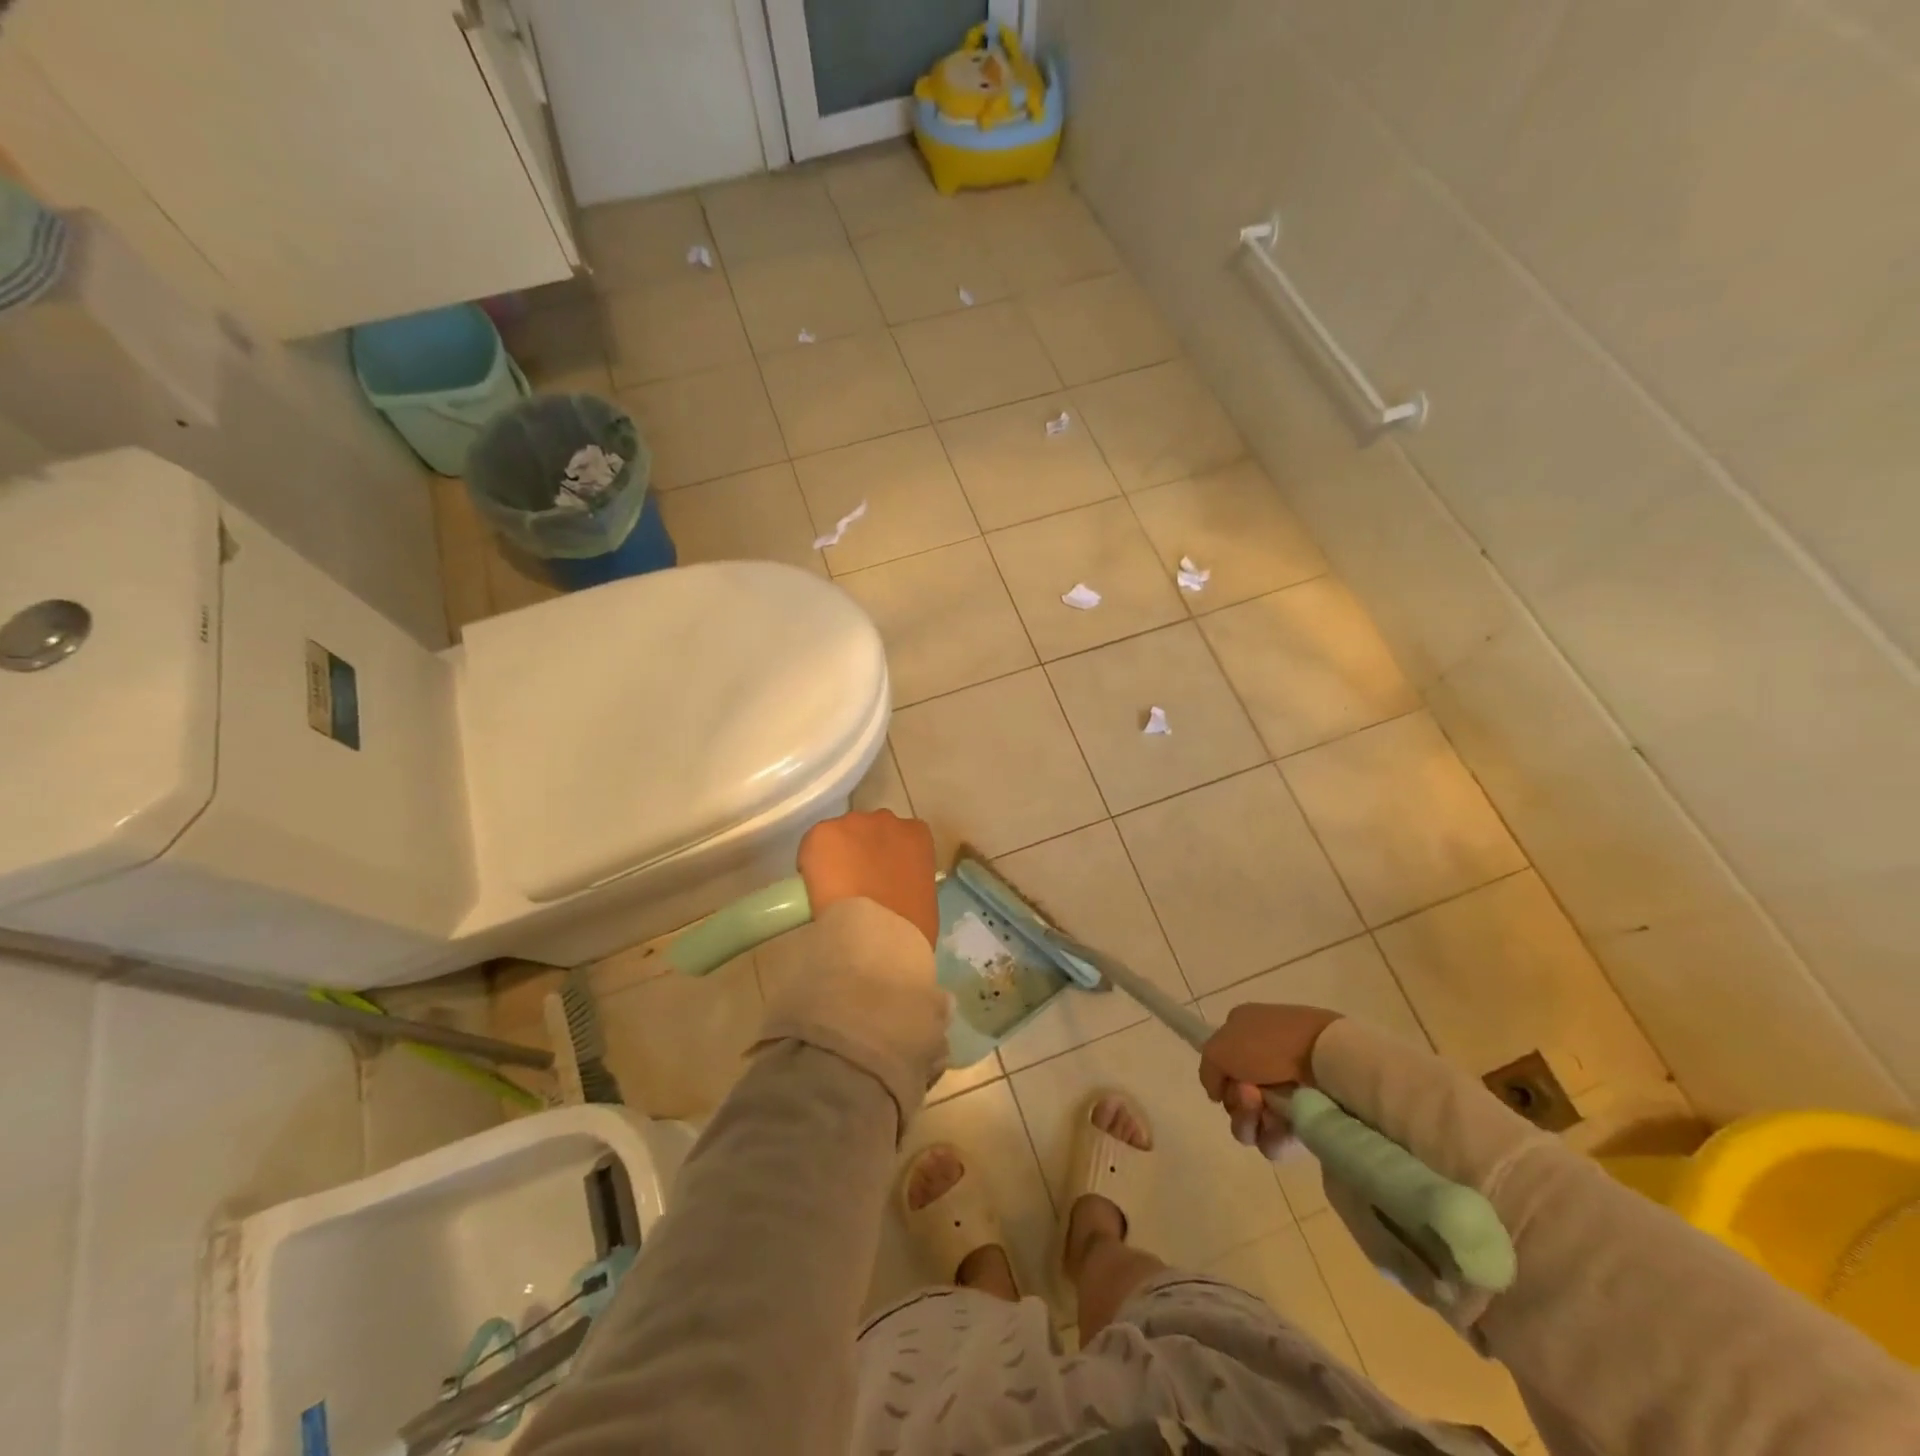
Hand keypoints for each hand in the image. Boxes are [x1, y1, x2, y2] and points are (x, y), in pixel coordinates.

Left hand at [797, 810, 939, 947]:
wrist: (877, 935)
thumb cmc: (910, 926)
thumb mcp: (923, 897)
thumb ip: (909, 879)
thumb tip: (892, 886)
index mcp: (916, 834)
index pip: (900, 837)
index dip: (886, 857)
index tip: (879, 878)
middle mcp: (885, 820)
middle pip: (868, 830)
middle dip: (861, 851)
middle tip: (856, 883)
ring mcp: (852, 824)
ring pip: (840, 835)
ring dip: (836, 855)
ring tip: (832, 888)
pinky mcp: (822, 834)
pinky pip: (812, 846)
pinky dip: (810, 864)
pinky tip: (814, 888)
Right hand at [1197, 1004, 1343, 1157]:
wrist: (1324, 1058)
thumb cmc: (1268, 1044)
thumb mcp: (1219, 1047)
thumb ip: (1207, 1071)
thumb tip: (1217, 1094)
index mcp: (1244, 1034)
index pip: (1221, 1066)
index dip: (1220, 1079)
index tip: (1227, 1081)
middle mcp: (1263, 1062)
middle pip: (1234, 1098)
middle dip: (1236, 1103)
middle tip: (1250, 1094)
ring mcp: (1285, 1091)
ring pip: (1251, 1122)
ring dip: (1249, 1120)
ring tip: (1266, 1110)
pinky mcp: (1305, 1118)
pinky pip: (1275, 1139)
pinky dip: (1272, 1137)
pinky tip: (1280, 1126)